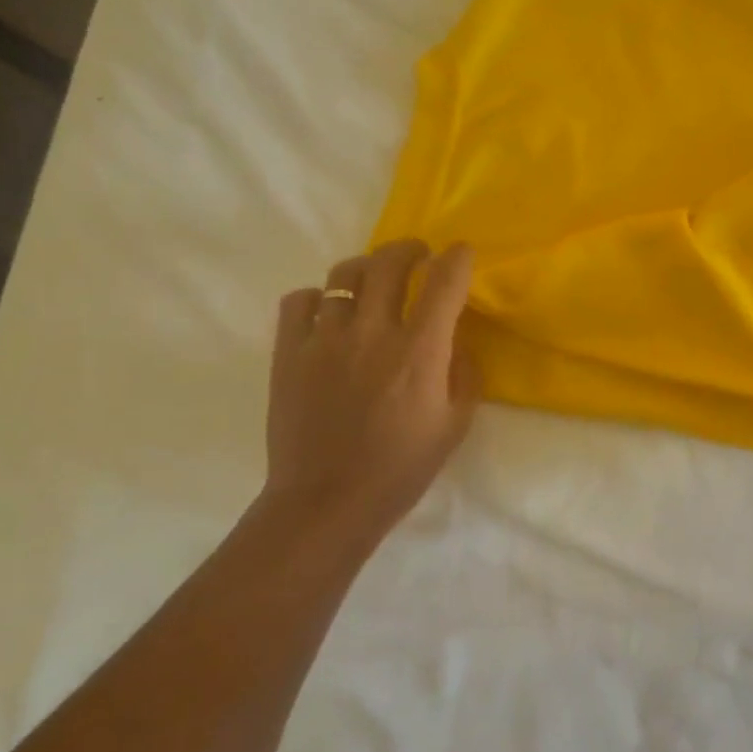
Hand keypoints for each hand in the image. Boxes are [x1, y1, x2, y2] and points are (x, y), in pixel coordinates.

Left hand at [262, 240, 480, 547]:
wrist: (327, 503)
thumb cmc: (400, 469)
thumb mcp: (454, 425)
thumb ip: (464, 373)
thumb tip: (455, 338)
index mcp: (419, 351)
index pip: (443, 281)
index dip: (457, 257)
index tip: (461, 253)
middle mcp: (372, 332)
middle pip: (389, 261)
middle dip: (410, 249)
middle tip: (418, 256)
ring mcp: (324, 338)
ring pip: (344, 274)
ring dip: (367, 268)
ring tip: (373, 281)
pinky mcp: (288, 352)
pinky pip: (300, 300)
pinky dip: (319, 297)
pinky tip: (329, 314)